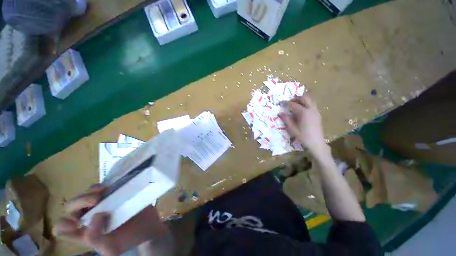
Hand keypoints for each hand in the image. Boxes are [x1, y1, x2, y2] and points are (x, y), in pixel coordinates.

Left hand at [54, 185, 168, 255]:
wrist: (148, 227)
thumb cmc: (129, 240)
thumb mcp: (111, 248)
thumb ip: (95, 238)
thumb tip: (97, 215)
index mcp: (83, 233)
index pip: (62, 229)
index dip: (64, 225)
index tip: (77, 224)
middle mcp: (87, 218)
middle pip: (70, 207)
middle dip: (79, 201)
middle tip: (95, 200)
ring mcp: (100, 205)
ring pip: (84, 194)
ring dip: (89, 192)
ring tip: (103, 191)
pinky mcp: (112, 196)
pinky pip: (101, 188)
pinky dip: (102, 186)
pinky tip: (110, 187)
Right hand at [279, 95, 327, 155]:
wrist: (316, 142)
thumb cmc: (303, 136)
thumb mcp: (292, 129)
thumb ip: (286, 119)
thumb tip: (280, 113)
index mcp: (304, 113)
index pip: (294, 104)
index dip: (286, 103)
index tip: (281, 102)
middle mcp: (311, 109)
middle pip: (304, 98)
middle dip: (296, 98)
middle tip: (289, 102)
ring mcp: (316, 111)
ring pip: (310, 100)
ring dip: (302, 100)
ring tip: (295, 104)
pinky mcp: (318, 114)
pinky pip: (312, 104)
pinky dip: (306, 103)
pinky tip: (301, 110)